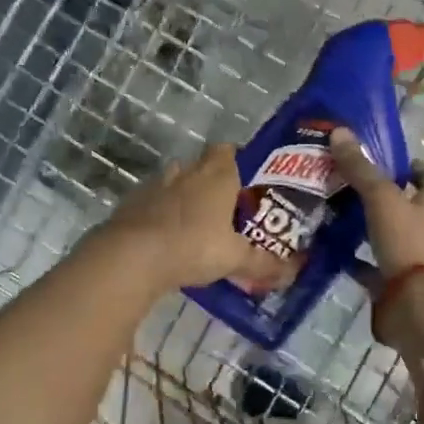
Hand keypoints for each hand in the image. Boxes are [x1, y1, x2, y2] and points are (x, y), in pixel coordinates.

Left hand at [99, 144, 291, 293]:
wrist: (132, 257)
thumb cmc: (194, 246)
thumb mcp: (236, 259)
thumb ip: (263, 263)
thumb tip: (291, 272)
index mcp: (217, 175)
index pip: (229, 151)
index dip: (238, 160)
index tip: (247, 180)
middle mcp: (187, 172)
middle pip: (202, 165)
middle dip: (213, 180)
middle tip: (226, 206)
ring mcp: (156, 186)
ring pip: (175, 182)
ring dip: (184, 195)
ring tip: (197, 222)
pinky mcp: (131, 204)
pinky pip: (152, 202)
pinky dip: (160, 214)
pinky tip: (167, 237)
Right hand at [329, 127, 423, 281]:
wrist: (416, 306)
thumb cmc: (407, 244)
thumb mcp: (382, 198)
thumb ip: (360, 169)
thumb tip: (339, 131)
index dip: (411, 167)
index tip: (387, 157)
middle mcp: (420, 230)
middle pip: (400, 206)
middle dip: (376, 195)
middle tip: (341, 180)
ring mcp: (405, 259)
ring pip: (381, 235)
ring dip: (360, 226)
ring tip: (327, 210)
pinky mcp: (389, 284)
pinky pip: (366, 266)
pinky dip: (349, 259)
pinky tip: (325, 249)